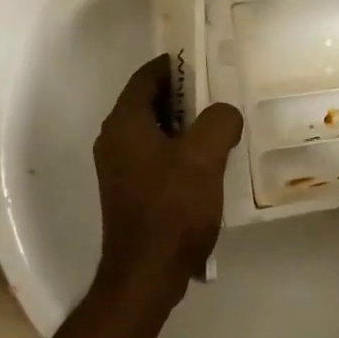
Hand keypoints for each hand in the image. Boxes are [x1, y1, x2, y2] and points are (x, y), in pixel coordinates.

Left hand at [93, 54, 243, 292]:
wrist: (146, 275)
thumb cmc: (172, 209)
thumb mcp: (205, 156)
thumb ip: (219, 120)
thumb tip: (224, 113)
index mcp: (125, 123)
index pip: (147, 75)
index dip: (176, 64)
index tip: (207, 62)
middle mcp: (114, 139)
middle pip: (150, 101)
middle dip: (185, 94)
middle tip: (221, 93)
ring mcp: (119, 167)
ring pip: (154, 129)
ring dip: (185, 124)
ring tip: (221, 126)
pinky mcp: (129, 190)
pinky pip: (155, 154)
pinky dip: (178, 148)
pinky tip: (208, 162)